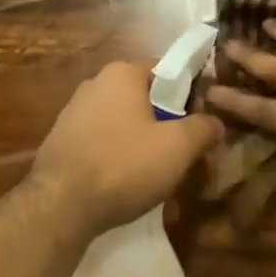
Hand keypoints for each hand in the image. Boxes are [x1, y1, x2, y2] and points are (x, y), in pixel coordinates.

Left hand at [29, 62, 222, 238]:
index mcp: (122, 73)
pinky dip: (118, 160)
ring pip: (124, 125)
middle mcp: (95, 83)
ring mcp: (74, 112)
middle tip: (182, 158)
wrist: (60, 205)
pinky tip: (127, 190)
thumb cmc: (124, 165)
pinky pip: (102, 144)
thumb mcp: (177, 148)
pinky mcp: (62, 141)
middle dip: (165, 127)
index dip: (189, 94)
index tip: (200, 123)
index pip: (165, 71)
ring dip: (143, 148)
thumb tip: (215, 122)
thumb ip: (202, 129)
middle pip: (144, 100)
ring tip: (158, 183)